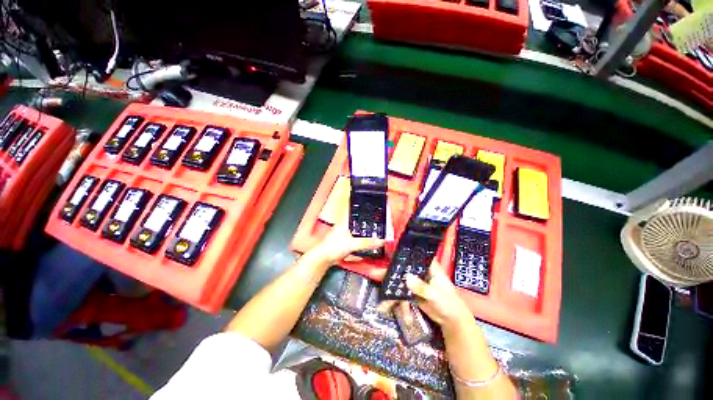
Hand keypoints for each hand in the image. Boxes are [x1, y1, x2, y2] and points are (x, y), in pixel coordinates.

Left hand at [309, 196, 384, 263]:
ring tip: (374, 222)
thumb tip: (381, 241)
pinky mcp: (345, 240)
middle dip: (363, 211)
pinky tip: (367, 236)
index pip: (350, 206)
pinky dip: (362, 233)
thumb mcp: (352, 244)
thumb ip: (367, 242)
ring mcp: (344, 232)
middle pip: (355, 214)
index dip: (355, 198)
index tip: (361, 192)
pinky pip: (356, 233)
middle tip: (373, 208)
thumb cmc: (332, 247)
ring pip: (355, 224)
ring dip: (363, 223)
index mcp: (344, 221)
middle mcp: (344, 224)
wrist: (323, 258)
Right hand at [378, 260, 471, 330]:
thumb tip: (406, 278)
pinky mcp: (413, 293)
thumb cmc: (449, 303)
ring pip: (401, 283)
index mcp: (429, 267)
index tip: (390, 253)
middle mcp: (421, 272)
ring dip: (392, 292)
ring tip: (381, 303)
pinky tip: (390, 310)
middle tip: (377, 275)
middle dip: (391, 274)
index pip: (415, 256)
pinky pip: (402, 295)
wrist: (452, 322)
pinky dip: (397, 302)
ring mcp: (416, 283)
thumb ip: (422, 287)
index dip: (403, 254)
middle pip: (404, 269)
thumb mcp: (436, 295)